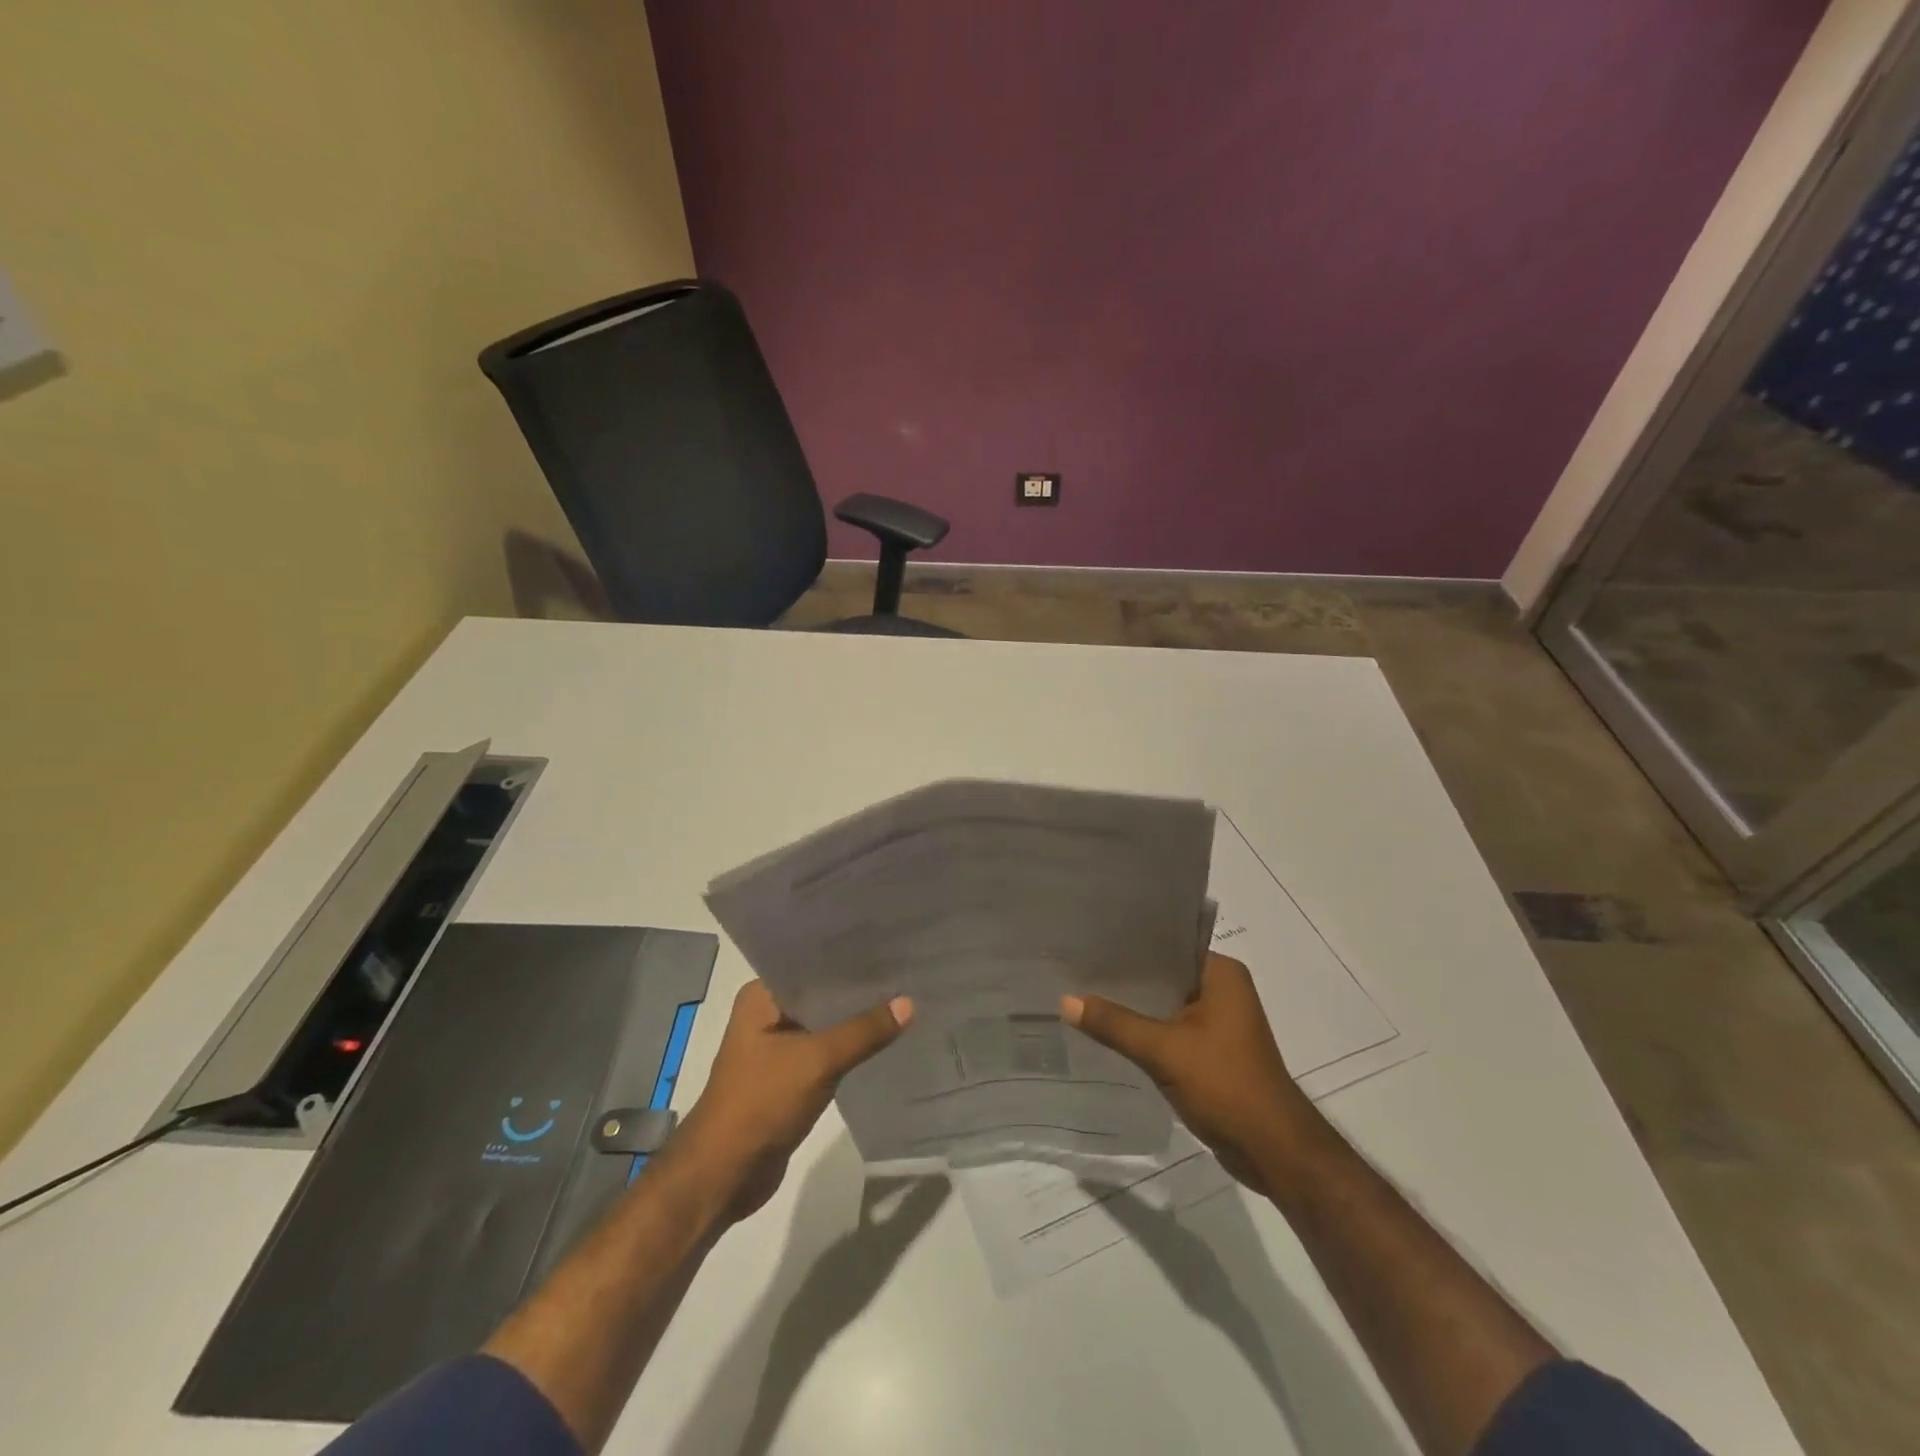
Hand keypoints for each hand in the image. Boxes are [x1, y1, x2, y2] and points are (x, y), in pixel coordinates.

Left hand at [678, 980, 911, 1220]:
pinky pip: (827, 1053)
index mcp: (761, 997)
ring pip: (826, 1025)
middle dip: (858, 990)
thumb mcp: (817, 1060)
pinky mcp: (789, 1078)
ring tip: (905, 1000)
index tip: (890, 946)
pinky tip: (885, 1041)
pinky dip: (851, 1049)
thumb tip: (910, 1002)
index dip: (849, 956)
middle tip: (906, 972)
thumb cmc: (760, 1103)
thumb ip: (864, 1031)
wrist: (723, 1176)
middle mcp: (768, 1015)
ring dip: (857, 1021)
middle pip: (822, 994)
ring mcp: (777, 1048)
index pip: (812, 964)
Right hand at [1062, 952, 1309, 1193]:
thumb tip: (1065, 1001)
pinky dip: (1146, 1030)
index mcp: (1220, 973)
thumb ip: (1115, 1024)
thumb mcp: (1164, 1051)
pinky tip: (1110, 1030)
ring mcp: (1220, 1020)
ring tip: (1084, 994)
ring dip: (1134, 1005)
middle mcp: (1223, 988)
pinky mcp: (1213, 1049)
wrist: (1273, 1151)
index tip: (1087, 941)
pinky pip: (1171, 1028)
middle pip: (1163, 974)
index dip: (1127, 943)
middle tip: (1075, 967)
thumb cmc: (1225, 1085)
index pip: (1166, 943)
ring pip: (1165, 1003)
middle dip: (1125, 976)